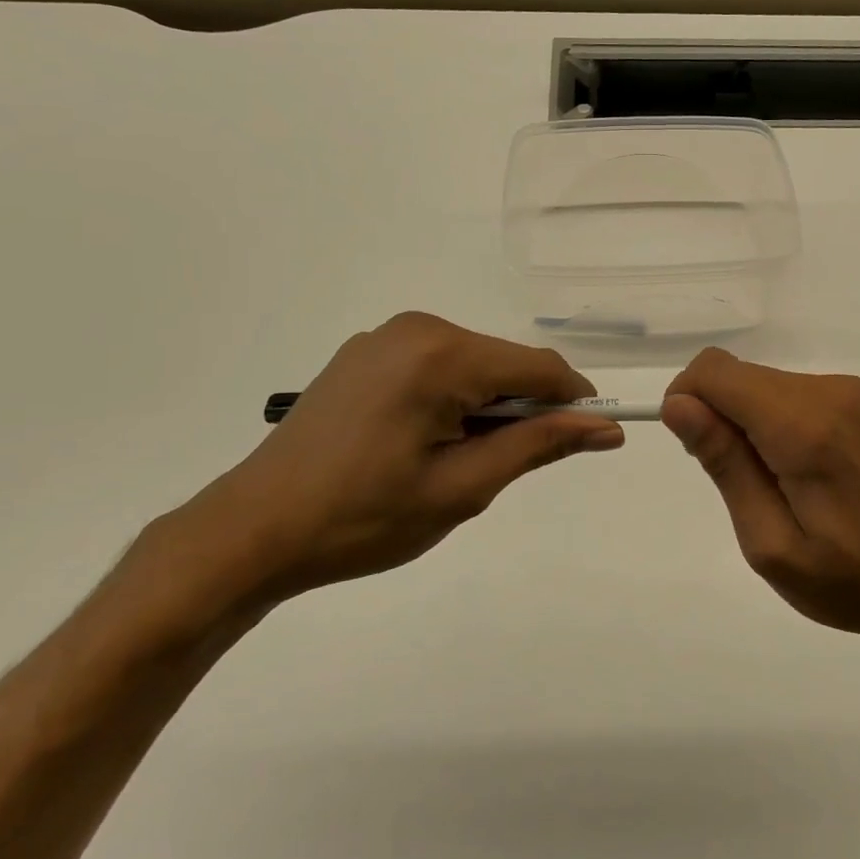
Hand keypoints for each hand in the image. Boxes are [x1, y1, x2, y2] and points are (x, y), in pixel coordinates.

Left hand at [147, 313, 624, 605]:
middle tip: (500, 468)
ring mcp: (384, 337)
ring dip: (487, 406)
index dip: (574, 403)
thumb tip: (606, 428)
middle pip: (505, 362)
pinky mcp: (365, 353)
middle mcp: (417, 328)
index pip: (540, 367)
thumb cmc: (364, 518)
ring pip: (473, 364)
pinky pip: (436, 365)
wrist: (253, 530)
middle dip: (523, 408)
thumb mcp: (463, 488)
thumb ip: (538, 446)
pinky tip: (421, 442)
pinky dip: (452, 398)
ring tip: (454, 461)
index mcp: (442, 355)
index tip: (587, 441)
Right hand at [662, 349, 859, 638]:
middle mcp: (826, 391)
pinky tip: (793, 472)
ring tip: (769, 485)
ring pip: (757, 381)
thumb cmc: (847, 578)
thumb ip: (724, 463)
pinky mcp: (853, 399)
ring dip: (742, 423)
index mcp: (804, 426)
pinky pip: (784, 392)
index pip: (715, 372)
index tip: (695, 452)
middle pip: (735, 374)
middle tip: (737, 484)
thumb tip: (677, 404)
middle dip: (715, 417)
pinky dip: (768, 422)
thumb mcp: (770, 541)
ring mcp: (845, 391)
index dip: (687, 401)